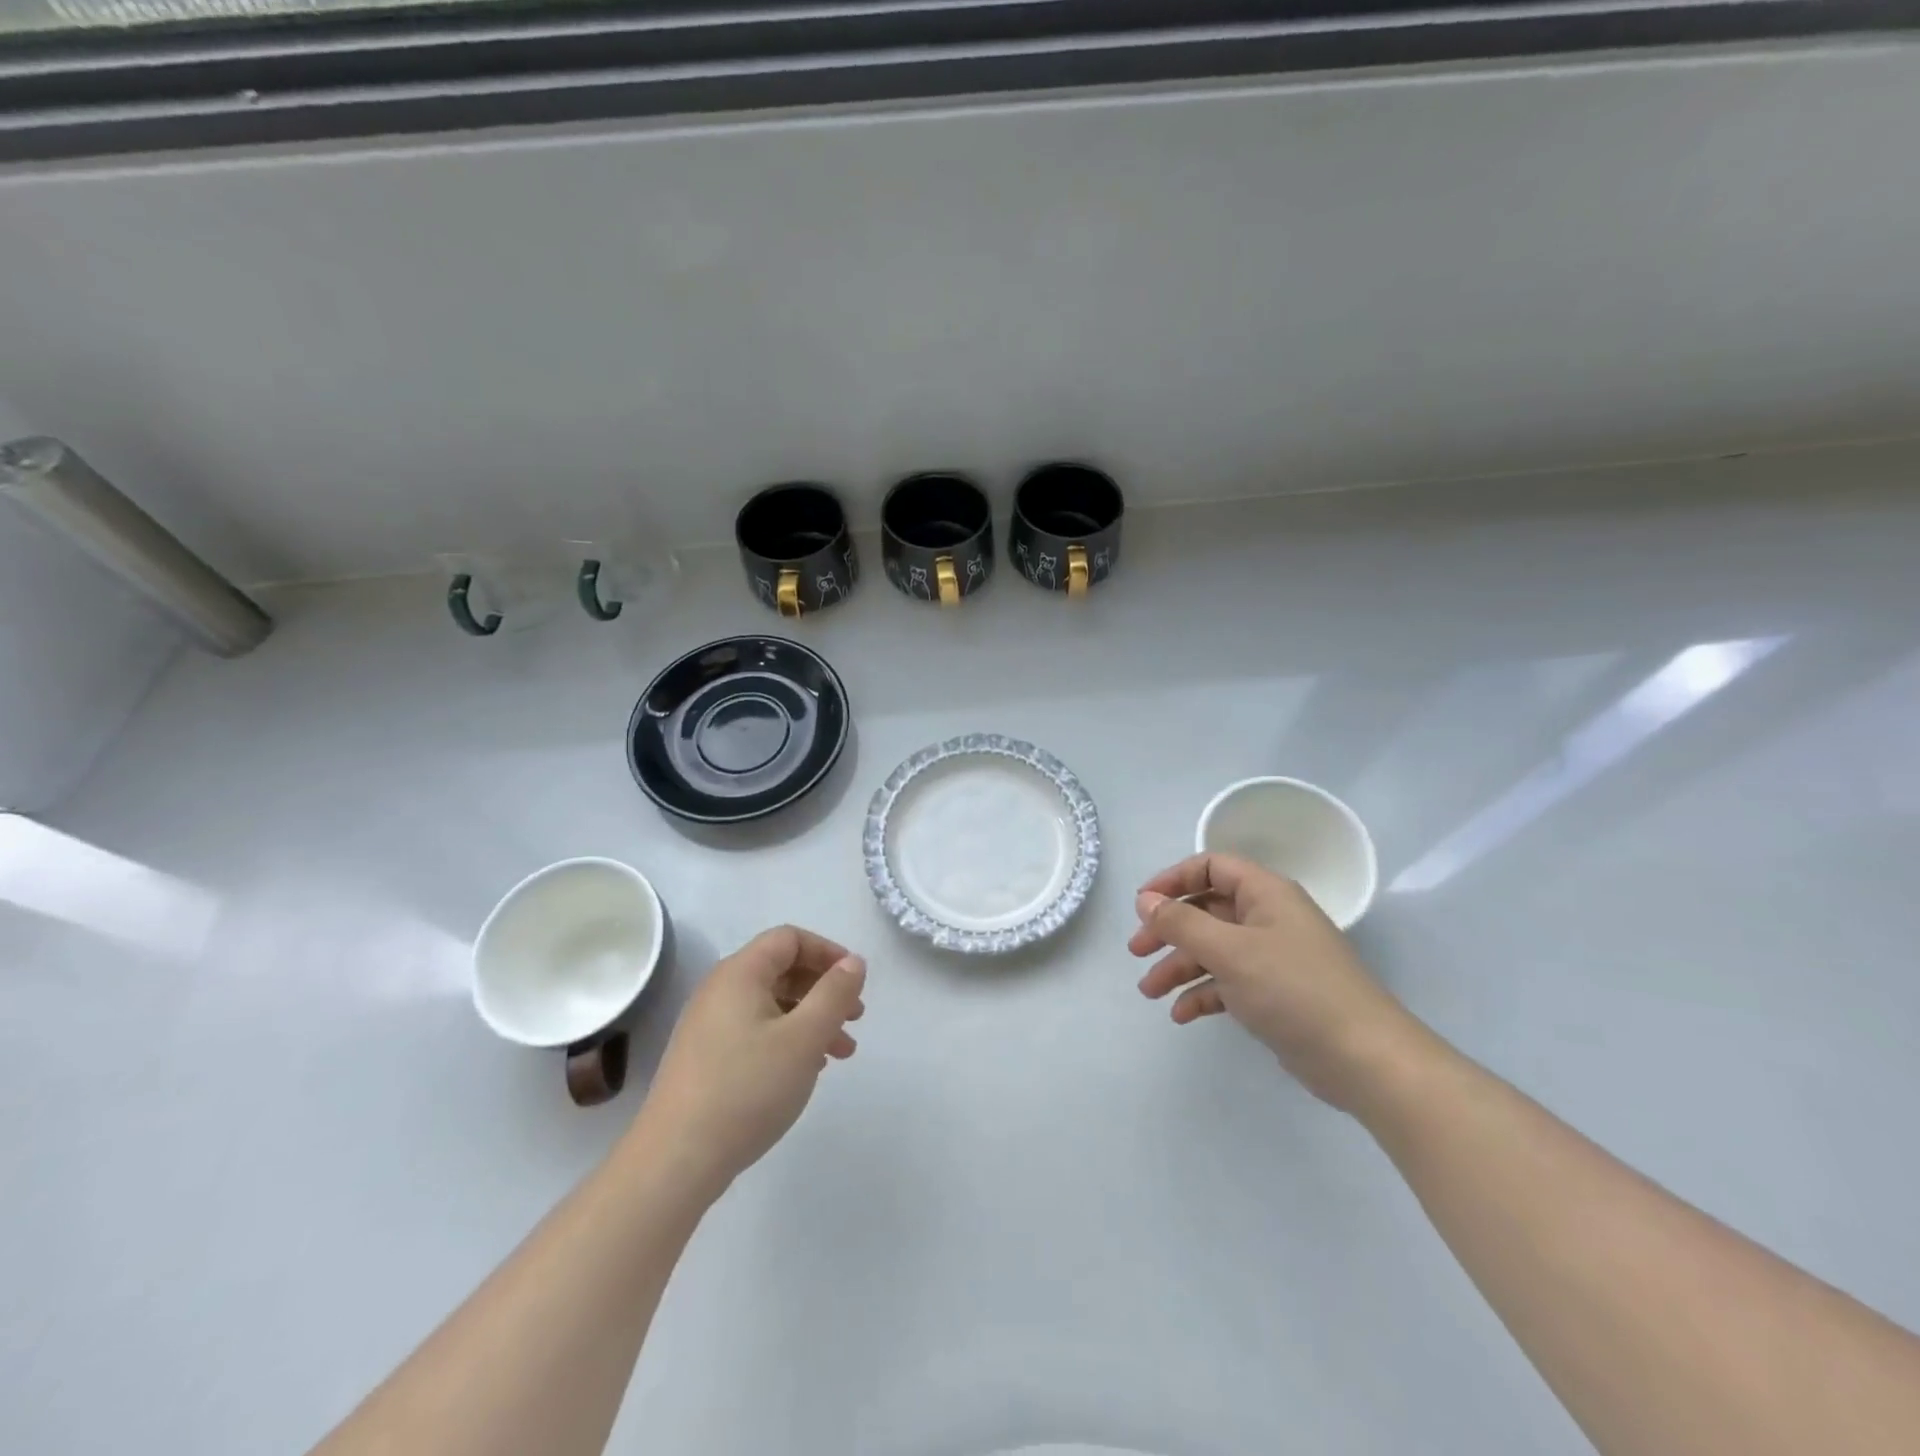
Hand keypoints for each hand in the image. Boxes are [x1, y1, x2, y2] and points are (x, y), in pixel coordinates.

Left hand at [632, 926, 865, 1199]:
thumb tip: (853, 962)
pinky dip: (788, 1039)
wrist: (676, 1160)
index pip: (789, 939)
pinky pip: (756, 1031)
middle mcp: (720, 990)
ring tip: (841, 1053)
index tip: (856, 981)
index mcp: (740, 973)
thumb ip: (834, 994)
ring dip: (811, 1019)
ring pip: (772, 1005)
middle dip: (824, 989)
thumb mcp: (805, 1037)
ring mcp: (709, 1026)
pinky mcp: (706, 1059)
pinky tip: (806, 1070)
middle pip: (782, 970)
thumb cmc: (748, 1088)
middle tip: (855, 1018)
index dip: (828, 952)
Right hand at [1130, 854, 1426, 1110]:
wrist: (1364, 1059)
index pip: (1211, 867)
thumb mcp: (1229, 951)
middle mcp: (1268, 918)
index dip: (1173, 880)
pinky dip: (1203, 993)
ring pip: (1213, 950)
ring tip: (1149, 992)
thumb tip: (1145, 900)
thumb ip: (1181, 923)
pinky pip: (1228, 983)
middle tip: (1136, 951)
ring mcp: (1273, 958)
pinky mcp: (1275, 995)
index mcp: (1265, 894)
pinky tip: (1181, 1014)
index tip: (1142, 904)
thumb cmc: (1293, 989)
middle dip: (1169, 930)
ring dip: (1179, 966)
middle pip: (1207, 911)